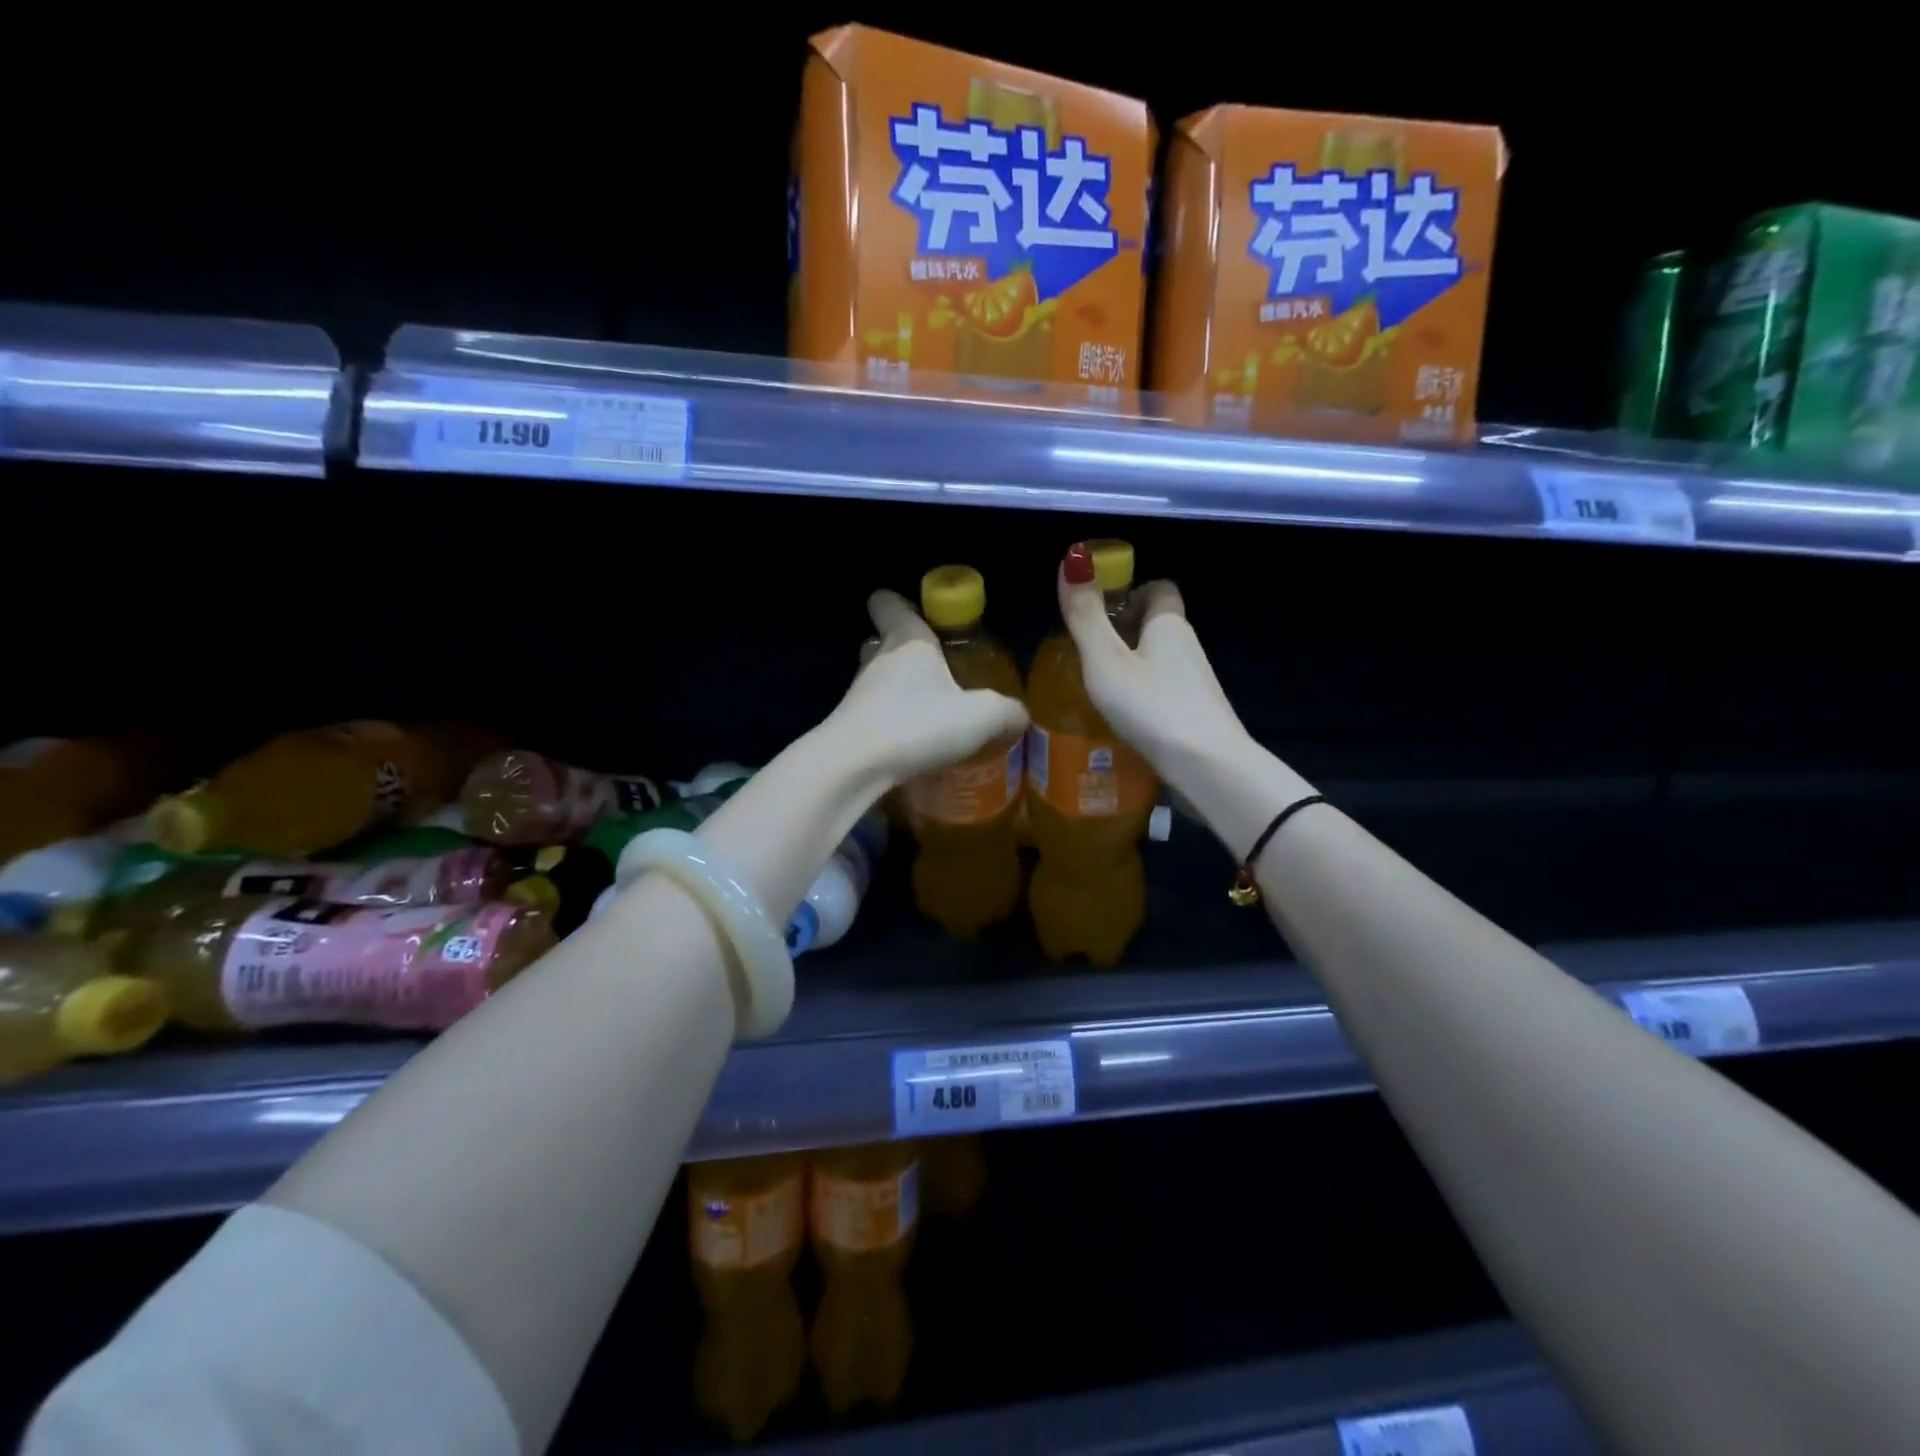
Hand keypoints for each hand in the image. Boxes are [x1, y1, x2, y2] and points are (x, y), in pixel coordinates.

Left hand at [829, 589, 1028, 788]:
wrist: (855, 767)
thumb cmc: (917, 724)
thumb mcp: (979, 717)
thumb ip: (1005, 712)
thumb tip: (1020, 715)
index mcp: (907, 640)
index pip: (890, 604)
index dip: (898, 602)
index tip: (914, 609)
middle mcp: (878, 659)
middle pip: (882, 640)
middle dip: (902, 648)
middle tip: (933, 666)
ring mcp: (858, 694)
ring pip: (876, 679)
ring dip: (896, 689)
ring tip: (927, 709)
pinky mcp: (850, 727)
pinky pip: (873, 714)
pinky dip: (890, 722)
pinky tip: (911, 742)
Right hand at [1057, 542, 1252, 791]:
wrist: (1207, 767)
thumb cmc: (1151, 706)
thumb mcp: (1106, 660)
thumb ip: (1085, 615)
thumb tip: (1073, 559)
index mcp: (1169, 624)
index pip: (1159, 588)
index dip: (1130, 593)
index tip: (1100, 613)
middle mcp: (1188, 647)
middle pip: (1157, 626)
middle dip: (1123, 633)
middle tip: (1087, 654)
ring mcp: (1195, 684)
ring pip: (1159, 662)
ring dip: (1131, 669)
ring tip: (1097, 690)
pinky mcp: (1195, 716)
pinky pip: (1163, 693)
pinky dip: (1142, 698)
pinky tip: (1121, 720)